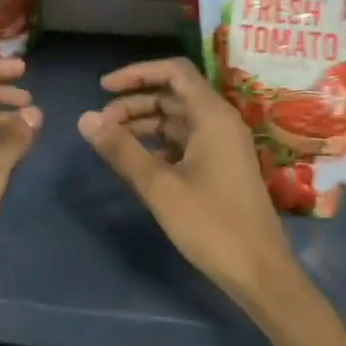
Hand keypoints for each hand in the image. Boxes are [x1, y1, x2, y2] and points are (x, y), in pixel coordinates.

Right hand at [78, 57, 297, 300]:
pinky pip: (184, 141)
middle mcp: (220, 122)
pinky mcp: (220, 167)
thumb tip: (84, 117)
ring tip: (112, 142)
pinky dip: (158, 143)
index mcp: (212, 115)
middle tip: (101, 124)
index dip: (137, 73)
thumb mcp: (159, 186)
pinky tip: (137, 162)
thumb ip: (121, 149)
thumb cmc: (212, 224)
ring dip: (144, 123)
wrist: (260, 274)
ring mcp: (222, 145)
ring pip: (177, 119)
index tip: (103, 88)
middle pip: (172, 94)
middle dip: (134, 102)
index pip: (174, 71)